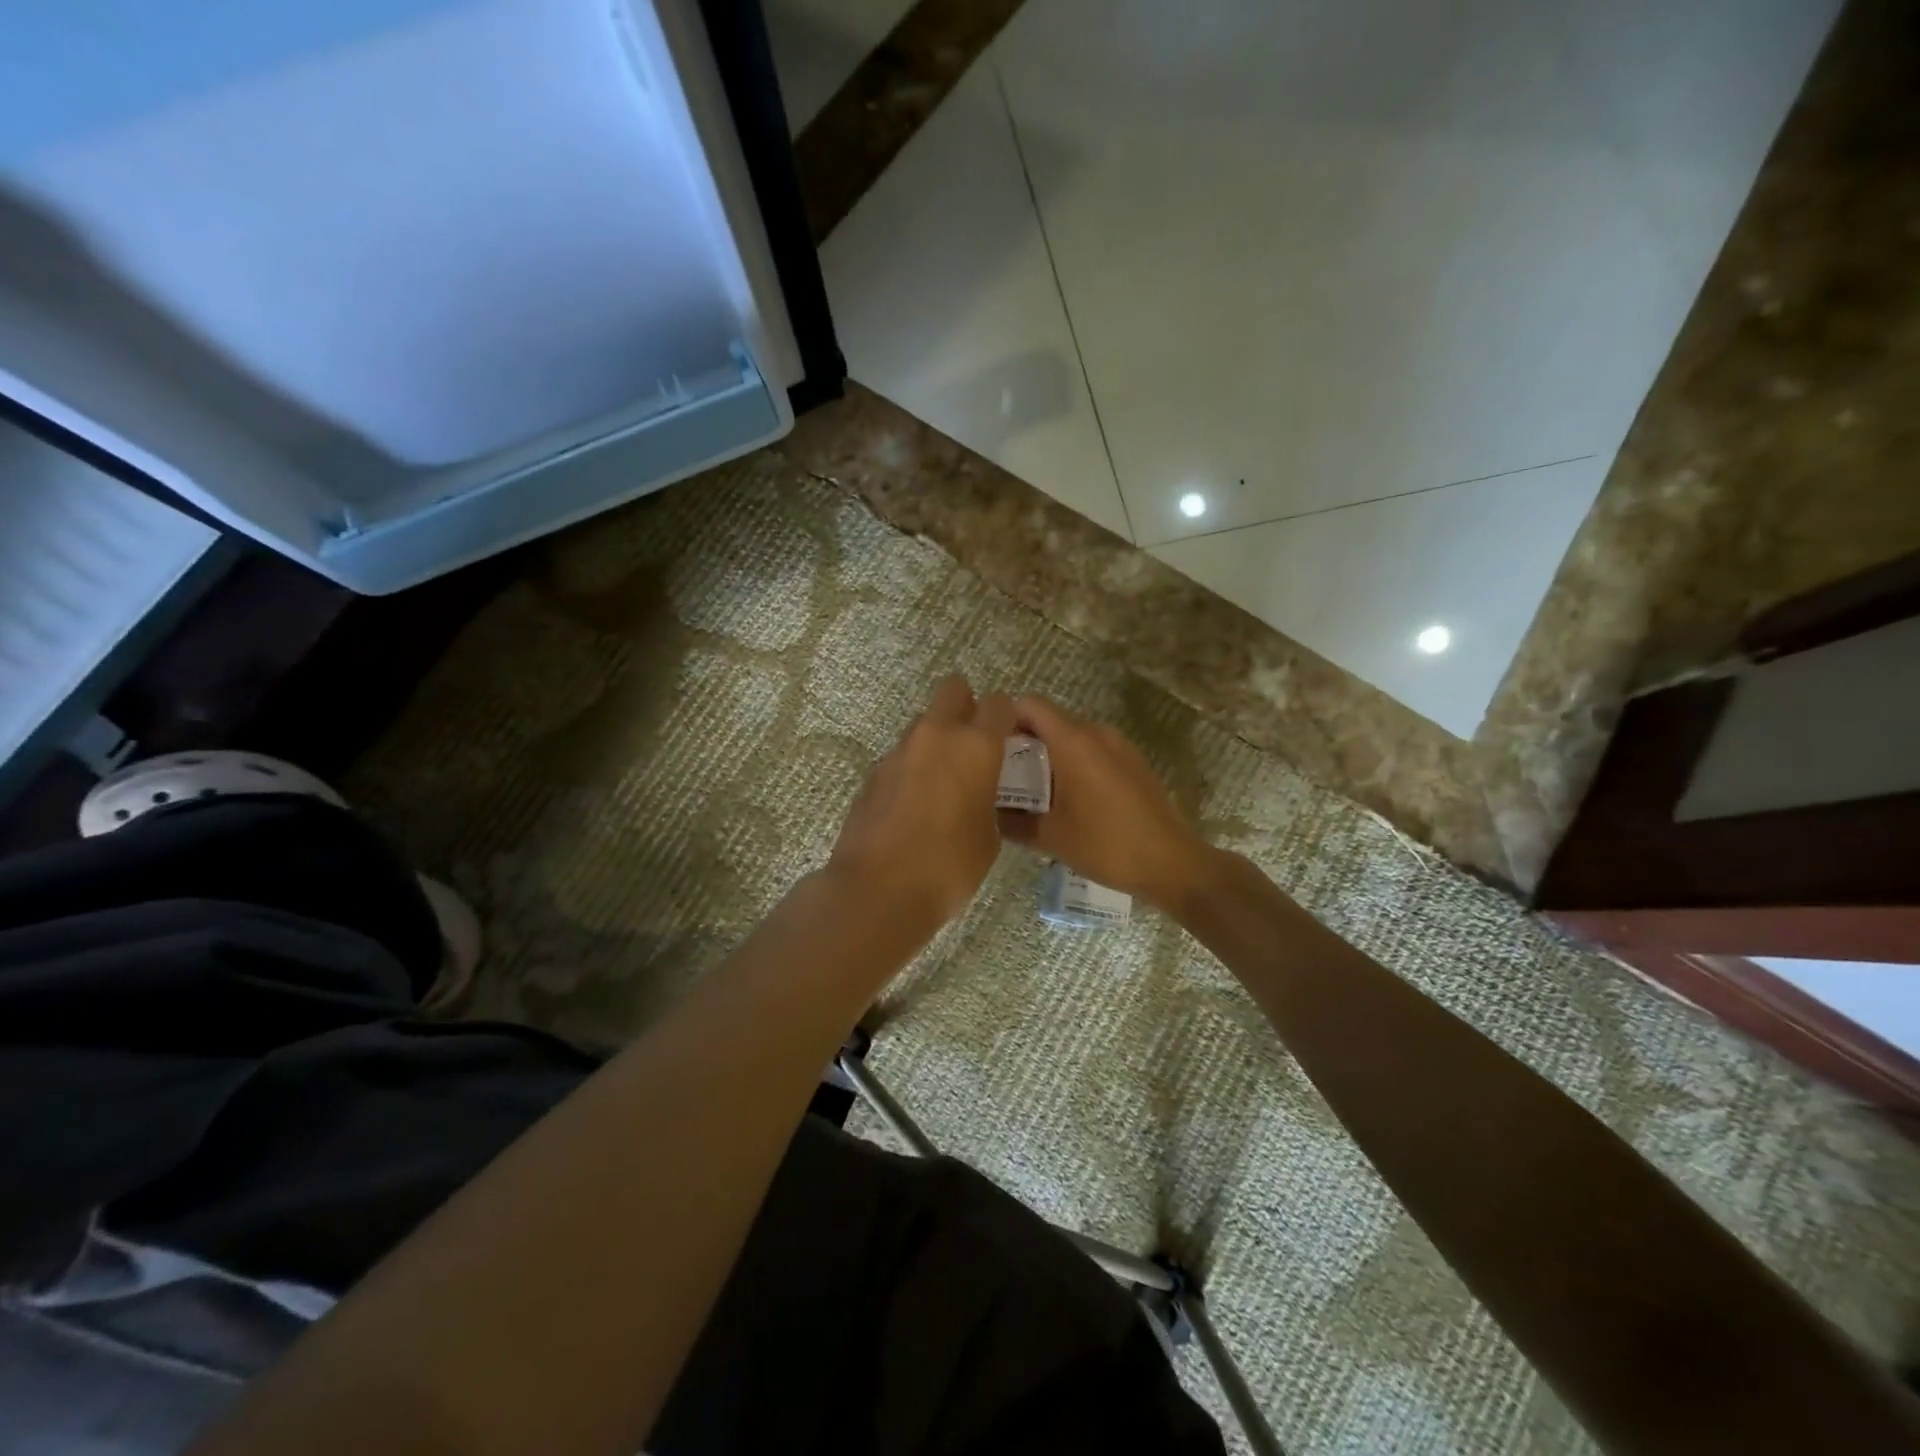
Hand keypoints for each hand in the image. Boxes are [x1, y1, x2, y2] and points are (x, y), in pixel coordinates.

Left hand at [827, 676, 1015, 930]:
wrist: (879, 889)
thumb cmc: (950, 866)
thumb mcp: (989, 836)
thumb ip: (987, 799)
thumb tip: (976, 793)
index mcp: (975, 746)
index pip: (999, 704)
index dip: (1007, 717)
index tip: (1008, 738)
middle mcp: (936, 736)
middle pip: (952, 689)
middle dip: (965, 705)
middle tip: (973, 742)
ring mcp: (899, 751)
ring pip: (923, 723)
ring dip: (937, 739)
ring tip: (943, 781)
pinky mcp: (873, 772)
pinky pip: (902, 756)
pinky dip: (912, 768)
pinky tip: (914, 804)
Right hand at [997, 696, 1212, 910]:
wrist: (1171, 863)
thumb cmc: (1106, 845)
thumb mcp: (1050, 837)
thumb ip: (1012, 821)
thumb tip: (989, 813)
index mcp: (1073, 742)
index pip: (1030, 705)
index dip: (1005, 719)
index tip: (990, 746)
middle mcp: (1097, 733)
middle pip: (1050, 720)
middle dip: (1024, 742)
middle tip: (1004, 775)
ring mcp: (1119, 745)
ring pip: (1072, 737)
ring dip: (1049, 755)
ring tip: (1033, 790)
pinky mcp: (1133, 761)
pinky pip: (1093, 750)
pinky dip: (1073, 764)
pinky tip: (1068, 799)